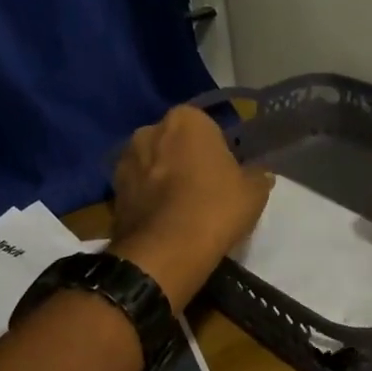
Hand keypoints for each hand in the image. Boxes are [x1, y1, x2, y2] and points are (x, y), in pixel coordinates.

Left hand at [111, 106, 273, 308]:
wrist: (166, 251)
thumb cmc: (215, 208)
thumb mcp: (253, 192)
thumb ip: (257, 175)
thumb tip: (259, 174)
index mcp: (186, 119)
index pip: (206, 127)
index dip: (217, 150)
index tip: (225, 173)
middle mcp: (149, 130)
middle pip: (175, 142)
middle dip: (185, 159)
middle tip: (205, 189)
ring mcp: (126, 159)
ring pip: (153, 164)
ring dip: (163, 178)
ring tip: (182, 209)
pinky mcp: (112, 190)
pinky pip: (138, 188)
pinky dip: (148, 199)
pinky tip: (164, 221)